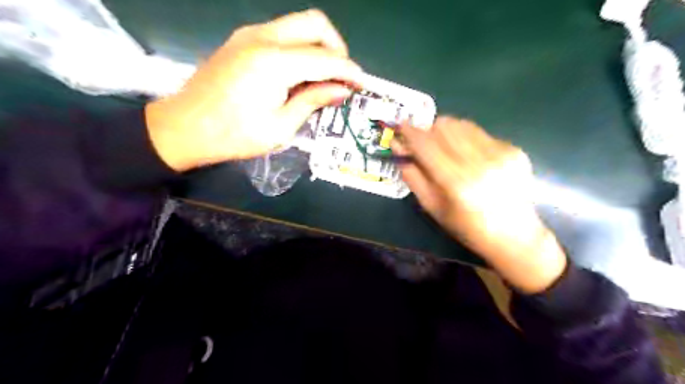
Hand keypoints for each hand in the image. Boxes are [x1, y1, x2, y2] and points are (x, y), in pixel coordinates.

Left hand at [144, 10, 363, 170]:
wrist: (184, 127)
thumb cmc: (234, 135)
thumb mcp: (281, 127)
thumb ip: (312, 101)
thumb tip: (341, 90)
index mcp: (274, 62)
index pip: (325, 58)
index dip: (348, 71)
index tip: (362, 84)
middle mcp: (263, 37)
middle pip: (315, 23)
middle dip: (337, 47)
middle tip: (342, 76)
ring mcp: (250, 35)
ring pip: (298, 24)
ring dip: (319, 46)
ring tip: (323, 77)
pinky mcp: (242, 40)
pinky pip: (282, 33)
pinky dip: (300, 48)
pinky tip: (300, 73)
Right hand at [397, 116, 568, 294]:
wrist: (514, 235)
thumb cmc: (466, 226)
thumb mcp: (432, 207)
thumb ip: (412, 176)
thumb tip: (398, 147)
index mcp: (457, 182)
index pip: (426, 145)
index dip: (410, 132)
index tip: (400, 126)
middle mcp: (480, 162)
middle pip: (445, 126)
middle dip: (428, 129)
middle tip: (423, 142)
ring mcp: (501, 153)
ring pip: (462, 124)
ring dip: (446, 131)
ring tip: (444, 147)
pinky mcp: (514, 149)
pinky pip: (480, 132)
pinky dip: (466, 139)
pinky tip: (469, 157)